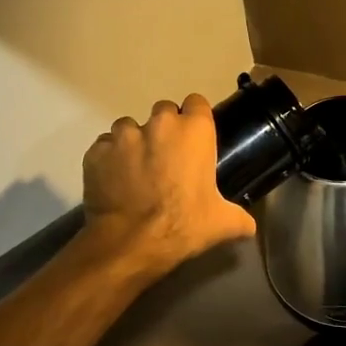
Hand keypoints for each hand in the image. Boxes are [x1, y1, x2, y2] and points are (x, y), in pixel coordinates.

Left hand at [81, 93, 256, 275]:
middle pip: (163, 112)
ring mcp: (123, 135)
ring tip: (135, 170)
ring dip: (134, 142)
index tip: (194, 139)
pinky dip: (108, 159)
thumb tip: (250, 226)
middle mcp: (159, 123)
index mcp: (194, 131)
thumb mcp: (222, 223)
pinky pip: (104, 147)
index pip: (197, 103)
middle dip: (164, 130)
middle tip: (166, 159)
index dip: (195, 119)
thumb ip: (240, 218)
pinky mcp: (96, 151)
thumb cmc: (184, 225)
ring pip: (129, 127)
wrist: (131, 243)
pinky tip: (114, 181)